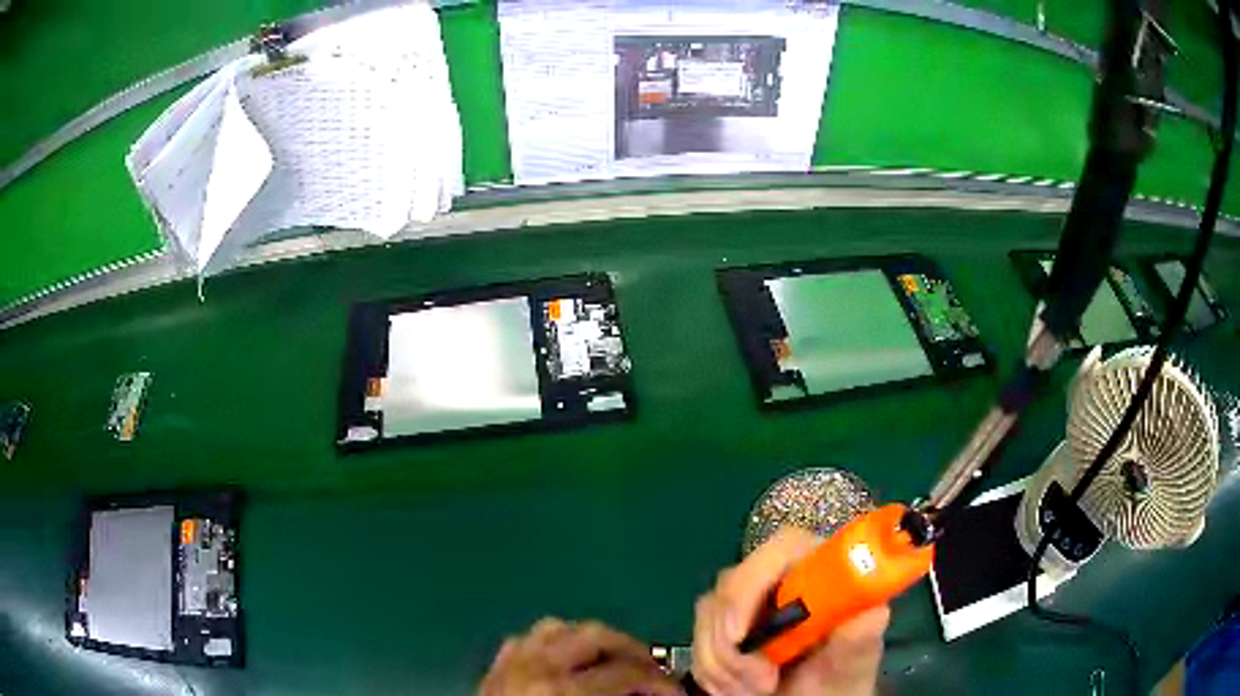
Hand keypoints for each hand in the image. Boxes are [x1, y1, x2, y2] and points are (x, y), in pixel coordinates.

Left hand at [481, 617, 683, 695]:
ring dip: (591, 641)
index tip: (676, 693)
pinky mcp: (493, 670)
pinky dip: (550, 644)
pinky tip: (564, 663)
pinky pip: (525, 641)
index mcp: (561, 691)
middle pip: (596, 635)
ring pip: (557, 628)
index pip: (627, 672)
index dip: (661, 682)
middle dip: (633, 650)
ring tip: (612, 662)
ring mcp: (509, 664)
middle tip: (653, 672)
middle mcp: (535, 667)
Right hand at [691, 528, 888, 695]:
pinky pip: (698, 639)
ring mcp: (748, 601)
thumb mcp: (854, 662)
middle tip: (761, 685)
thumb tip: (874, 613)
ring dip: (721, 664)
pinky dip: (710, 671)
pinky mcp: (724, 624)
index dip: (752, 582)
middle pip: (732, 584)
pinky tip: (735, 690)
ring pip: (708, 615)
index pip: (781, 547)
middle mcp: (781, 577)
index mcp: (821, 570)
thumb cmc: (842, 678)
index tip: (740, 638)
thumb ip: (860, 639)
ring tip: (753, 693)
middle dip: (734, 644)